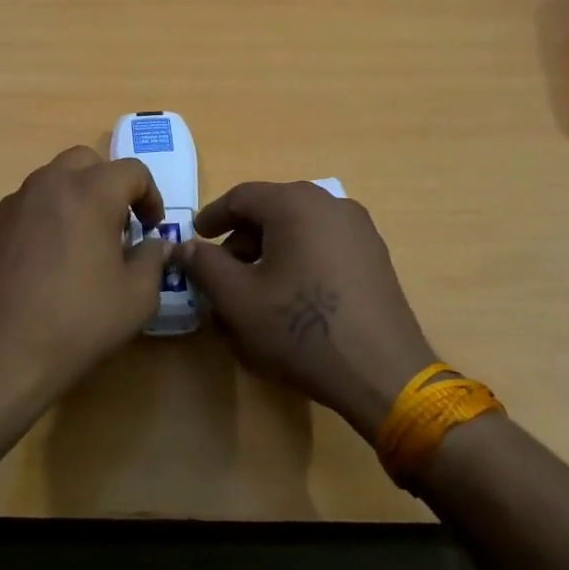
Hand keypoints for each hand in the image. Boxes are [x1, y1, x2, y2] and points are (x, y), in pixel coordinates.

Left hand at [0, 147, 168, 409]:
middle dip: (110, 184)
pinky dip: (49, 213)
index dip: (150, 195)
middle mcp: (51, 184)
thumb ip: (153, 260)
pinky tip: (51, 256)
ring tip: (85, 240)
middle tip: (119, 223)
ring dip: (77, 195)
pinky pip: (31, 202)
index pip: (132, 170)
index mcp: (91, 192)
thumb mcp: (136, 297)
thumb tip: (155, 244)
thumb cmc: (77, 321)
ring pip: (54, 178)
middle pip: (87, 161)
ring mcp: (17, 202)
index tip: (151, 228)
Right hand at [175, 182, 436, 442]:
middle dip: (241, 238)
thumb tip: (186, 247)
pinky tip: (291, 295)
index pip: (242, 197)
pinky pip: (324, 244)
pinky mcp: (375, 257)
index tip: (195, 239)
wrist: (382, 373)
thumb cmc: (301, 329)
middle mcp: (330, 204)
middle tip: (222, 270)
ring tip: (254, 288)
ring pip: (299, 227)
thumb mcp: (237, 299)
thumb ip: (204, 265)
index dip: (213, 217)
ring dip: (270, 250)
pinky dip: (299, 259)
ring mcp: (359, 229)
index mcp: (295, 203)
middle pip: (273, 209)